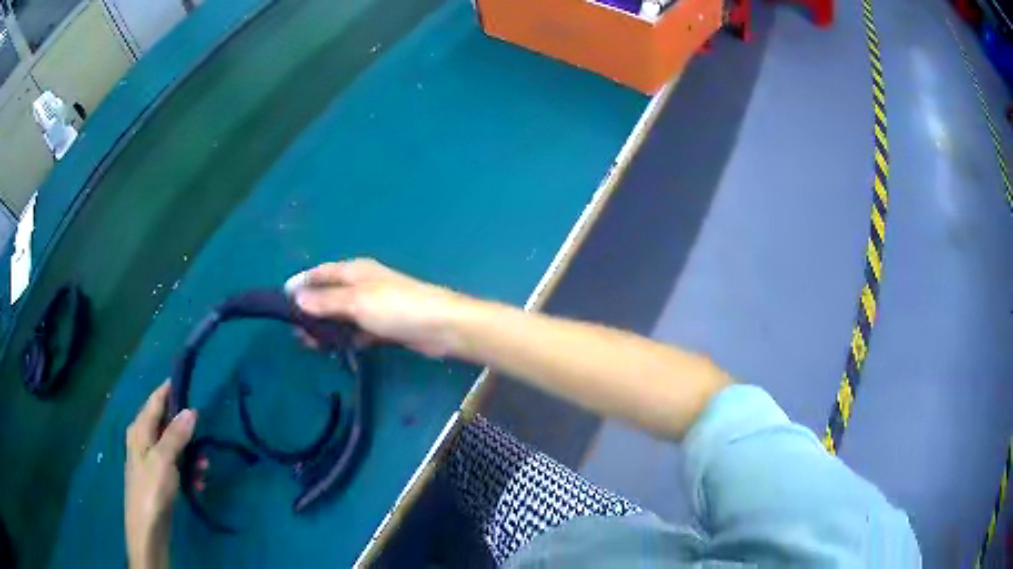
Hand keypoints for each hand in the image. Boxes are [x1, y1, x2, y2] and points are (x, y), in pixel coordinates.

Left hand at [125, 382, 195, 568]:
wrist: (147, 528)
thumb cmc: (151, 489)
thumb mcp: (164, 459)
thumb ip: (176, 434)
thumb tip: (190, 410)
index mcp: (140, 429)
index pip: (155, 400)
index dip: (170, 390)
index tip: (188, 381)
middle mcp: (143, 440)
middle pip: (165, 423)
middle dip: (186, 429)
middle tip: (205, 435)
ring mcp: (150, 460)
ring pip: (173, 447)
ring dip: (190, 454)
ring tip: (205, 468)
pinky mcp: (158, 478)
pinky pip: (175, 465)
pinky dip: (187, 470)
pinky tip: (198, 483)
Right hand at [292, 258, 468, 356]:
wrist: (442, 327)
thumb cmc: (397, 307)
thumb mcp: (356, 302)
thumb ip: (326, 301)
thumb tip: (296, 295)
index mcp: (356, 271)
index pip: (321, 272)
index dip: (301, 282)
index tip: (281, 297)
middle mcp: (363, 285)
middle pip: (329, 295)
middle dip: (310, 309)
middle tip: (293, 329)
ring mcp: (374, 306)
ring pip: (342, 315)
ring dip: (326, 327)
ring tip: (306, 342)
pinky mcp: (384, 327)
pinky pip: (357, 331)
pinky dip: (345, 338)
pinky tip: (333, 350)